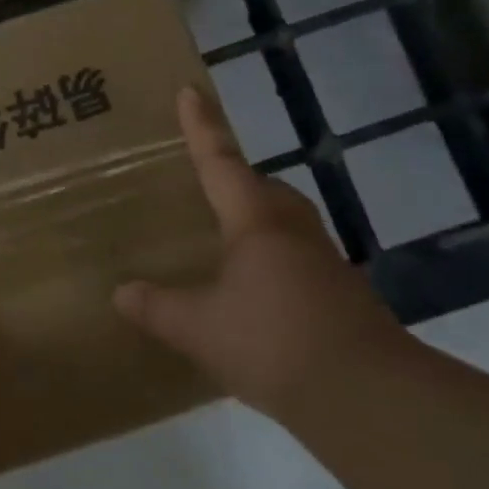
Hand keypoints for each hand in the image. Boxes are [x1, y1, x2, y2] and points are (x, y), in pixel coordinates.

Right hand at [114, 87, 400, 415]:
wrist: (367, 397)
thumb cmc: (273, 344)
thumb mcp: (198, 328)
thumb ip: (156, 307)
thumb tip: (121, 292)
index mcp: (256, 223)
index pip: (221, 163)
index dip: (202, 127)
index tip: (190, 91)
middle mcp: (293, 231)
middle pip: (263, 188)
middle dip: (236, 178)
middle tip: (206, 184)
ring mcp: (323, 263)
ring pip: (284, 222)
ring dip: (256, 219)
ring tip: (224, 239)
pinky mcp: (341, 295)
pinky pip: (296, 257)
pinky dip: (270, 259)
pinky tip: (252, 292)